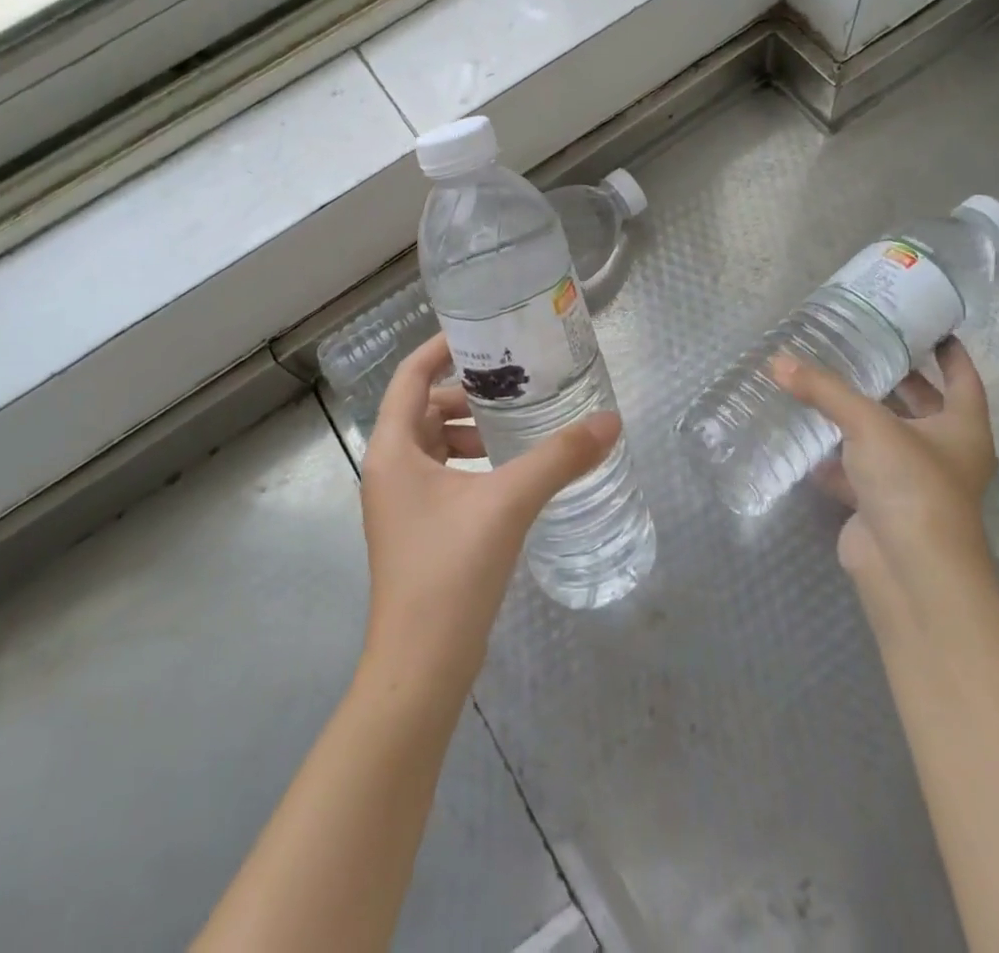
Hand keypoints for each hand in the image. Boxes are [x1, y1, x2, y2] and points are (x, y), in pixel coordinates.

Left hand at [358, 333, 620, 695]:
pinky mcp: (417, 529)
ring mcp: (400, 502)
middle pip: (423, 408)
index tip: (481, 332)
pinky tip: (510, 474)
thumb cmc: (451, 571)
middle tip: (516, 383)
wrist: (420, 667)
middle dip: (467, 392)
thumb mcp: (508, 502)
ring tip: (518, 427)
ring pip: (433, 444)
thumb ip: (560, 458)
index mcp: (392, 448)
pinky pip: (442, 475)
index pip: (411, 376)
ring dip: (470, 430)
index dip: (441, 348)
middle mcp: (388, 468)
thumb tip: (610, 421)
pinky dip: (471, 463)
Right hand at [772, 338, 997, 621]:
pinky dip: (834, 456)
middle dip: (895, 379)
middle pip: (922, 406)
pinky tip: (806, 438)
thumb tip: (777, 360)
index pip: (962, 378)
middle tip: (860, 347)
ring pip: (884, 438)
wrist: (910, 571)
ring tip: (825, 383)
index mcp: (962, 428)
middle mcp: (944, 453)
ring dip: (858, 416)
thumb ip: (823, 390)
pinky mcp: (881, 506)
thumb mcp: (869, 425)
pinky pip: (855, 470)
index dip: (948, 352)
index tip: (926, 326)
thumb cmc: (911, 485)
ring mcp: (912, 482)